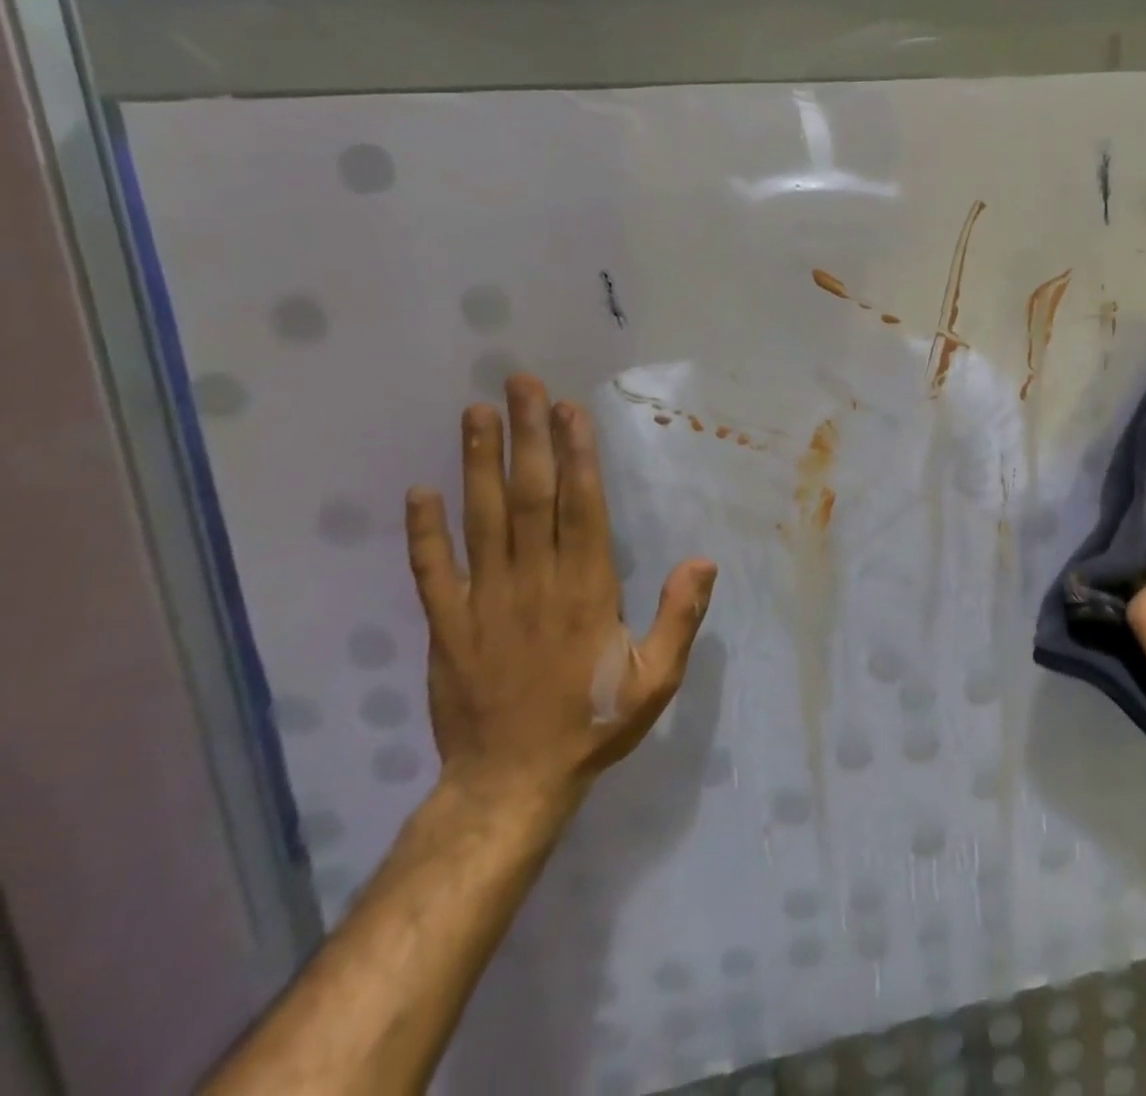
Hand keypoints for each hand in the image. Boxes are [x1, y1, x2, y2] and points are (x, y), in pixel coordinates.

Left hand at [404, 373, 716, 810]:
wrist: (510, 785)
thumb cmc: (593, 724)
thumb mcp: (656, 679)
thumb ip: (679, 617)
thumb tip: (702, 559)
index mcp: (586, 588)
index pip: (580, 506)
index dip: (575, 454)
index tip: (568, 410)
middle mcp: (533, 582)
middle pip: (529, 496)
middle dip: (527, 436)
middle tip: (520, 384)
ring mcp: (483, 601)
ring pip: (480, 519)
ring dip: (477, 463)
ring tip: (475, 413)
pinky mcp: (446, 626)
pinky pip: (431, 571)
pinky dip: (422, 531)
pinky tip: (418, 491)